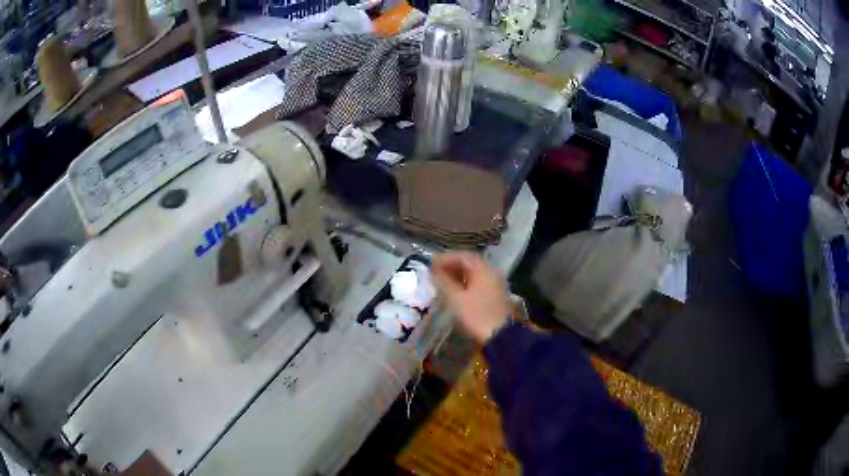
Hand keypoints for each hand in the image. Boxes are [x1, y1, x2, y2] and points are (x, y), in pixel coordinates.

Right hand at [432, 252, 509, 343]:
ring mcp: (495, 283)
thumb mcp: (456, 299)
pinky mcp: (495, 294)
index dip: (445, 258)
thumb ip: (443, 282)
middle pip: (469, 263)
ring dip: (457, 274)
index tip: (430, 264)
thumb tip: (432, 271)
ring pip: (474, 273)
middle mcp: (491, 271)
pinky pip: (478, 282)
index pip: (462, 256)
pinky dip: (465, 282)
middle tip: (435, 272)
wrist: (500, 336)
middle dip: (451, 266)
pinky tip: (455, 290)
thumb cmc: (476, 315)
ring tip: (442, 281)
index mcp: (483, 269)